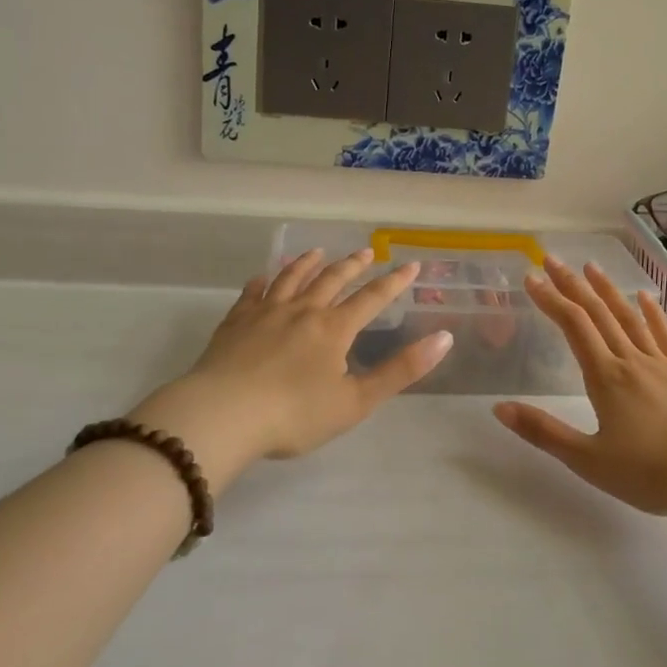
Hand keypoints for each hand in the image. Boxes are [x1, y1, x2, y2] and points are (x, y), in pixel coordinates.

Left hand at [128, 248, 451, 488]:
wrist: (222, 415)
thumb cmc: (294, 415)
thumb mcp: (356, 401)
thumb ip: (401, 370)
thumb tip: (444, 338)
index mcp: (333, 329)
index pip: (371, 299)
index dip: (394, 282)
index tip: (411, 266)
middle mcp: (302, 311)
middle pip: (332, 280)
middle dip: (352, 265)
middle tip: (366, 251)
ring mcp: (265, 313)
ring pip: (291, 278)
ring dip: (308, 263)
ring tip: (318, 252)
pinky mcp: (235, 322)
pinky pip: (252, 293)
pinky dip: (263, 281)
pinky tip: (263, 277)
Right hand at [493, 258, 666, 518]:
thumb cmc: (650, 474)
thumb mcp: (588, 460)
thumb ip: (543, 432)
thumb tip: (499, 407)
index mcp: (606, 377)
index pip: (573, 326)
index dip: (551, 299)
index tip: (531, 277)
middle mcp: (632, 360)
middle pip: (598, 313)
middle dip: (572, 284)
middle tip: (552, 259)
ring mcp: (662, 364)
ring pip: (630, 317)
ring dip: (608, 290)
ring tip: (591, 267)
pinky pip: (665, 335)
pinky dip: (652, 313)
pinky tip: (645, 298)